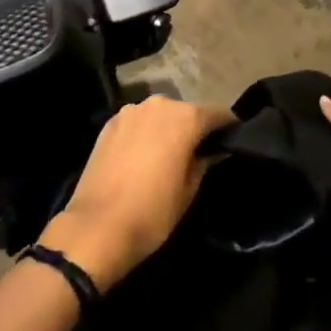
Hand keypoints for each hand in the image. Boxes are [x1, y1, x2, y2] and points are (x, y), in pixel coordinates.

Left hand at [39, 96, 234, 290]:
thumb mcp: (189, 190)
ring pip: (159, 115)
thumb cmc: (152, 212)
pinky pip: (137, 122)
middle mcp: (158, 104)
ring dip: (168, 128)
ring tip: (170, 154)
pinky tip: (144, 156)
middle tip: (201, 152)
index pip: (217, 113)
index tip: (233, 140)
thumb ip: (203, 161)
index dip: (228, 126)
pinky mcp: (110, 123)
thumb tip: (212, 150)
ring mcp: (130, 111)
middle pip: (186, 111)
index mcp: (184, 117)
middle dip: (195, 127)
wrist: (97, 226)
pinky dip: (145, 133)